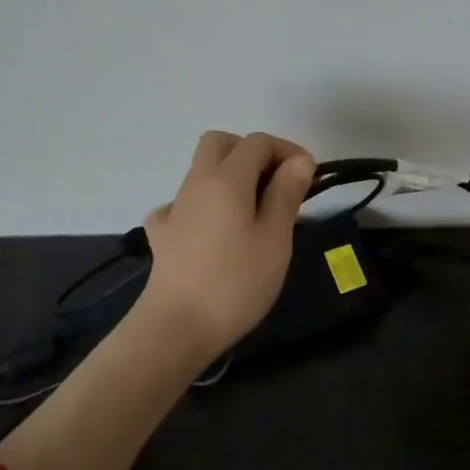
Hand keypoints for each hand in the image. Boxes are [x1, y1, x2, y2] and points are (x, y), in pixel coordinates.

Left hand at [136, 131, 315, 362]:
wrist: (176, 327)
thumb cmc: (235, 282)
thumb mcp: (275, 239)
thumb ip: (286, 193)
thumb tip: (299, 160)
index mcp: (227, 178)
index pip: (257, 142)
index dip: (286, 150)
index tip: (308, 178)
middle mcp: (196, 182)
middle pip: (220, 143)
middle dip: (251, 151)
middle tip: (275, 183)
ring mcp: (174, 207)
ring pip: (201, 170)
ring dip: (229, 176)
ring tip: (253, 212)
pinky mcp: (162, 234)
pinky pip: (183, 204)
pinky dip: (202, 206)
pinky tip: (213, 232)